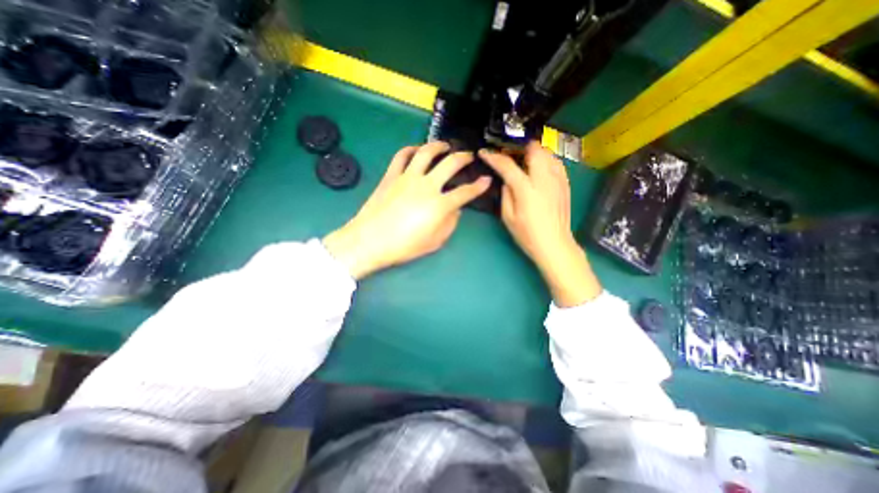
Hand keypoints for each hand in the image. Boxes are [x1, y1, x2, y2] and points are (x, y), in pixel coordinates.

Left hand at [322, 143, 491, 279]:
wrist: (370, 241)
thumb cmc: (404, 246)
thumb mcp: (434, 242)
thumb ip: (449, 224)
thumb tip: (455, 210)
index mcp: (439, 205)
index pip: (465, 192)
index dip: (479, 186)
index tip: (486, 180)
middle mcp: (426, 185)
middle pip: (450, 164)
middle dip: (464, 157)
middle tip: (469, 155)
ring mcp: (407, 178)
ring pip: (426, 153)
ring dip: (438, 146)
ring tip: (445, 145)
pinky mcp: (391, 176)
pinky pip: (401, 156)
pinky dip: (410, 149)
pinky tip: (416, 149)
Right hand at [478, 141, 599, 305]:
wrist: (555, 244)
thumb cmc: (527, 234)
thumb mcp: (508, 217)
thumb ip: (506, 195)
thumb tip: (507, 180)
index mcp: (526, 190)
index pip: (508, 166)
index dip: (494, 157)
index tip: (484, 153)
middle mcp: (544, 180)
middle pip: (534, 150)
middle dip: (519, 147)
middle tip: (509, 154)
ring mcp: (558, 180)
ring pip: (548, 153)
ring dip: (534, 152)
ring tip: (525, 159)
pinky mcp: (565, 184)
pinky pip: (556, 163)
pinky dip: (546, 160)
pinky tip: (540, 169)